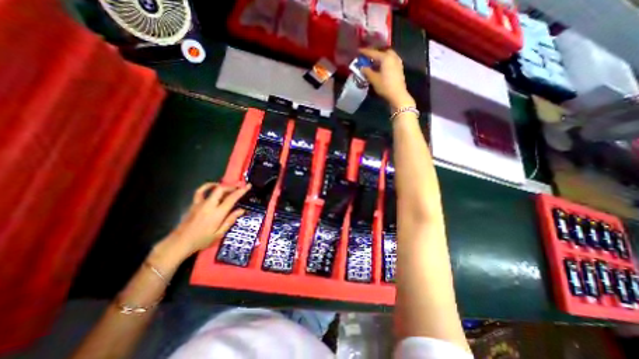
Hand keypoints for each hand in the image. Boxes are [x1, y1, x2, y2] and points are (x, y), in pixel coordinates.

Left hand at [160, 183, 248, 258]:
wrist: (179, 243)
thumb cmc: (201, 240)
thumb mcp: (219, 234)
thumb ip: (230, 220)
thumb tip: (242, 210)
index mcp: (217, 213)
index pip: (232, 198)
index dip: (241, 191)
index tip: (248, 186)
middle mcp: (209, 205)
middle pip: (222, 189)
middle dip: (233, 186)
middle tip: (241, 186)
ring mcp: (200, 203)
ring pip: (213, 189)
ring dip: (223, 186)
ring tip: (230, 186)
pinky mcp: (194, 204)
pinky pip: (200, 191)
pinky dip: (207, 186)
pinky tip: (213, 186)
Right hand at [358, 48, 414, 109]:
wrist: (398, 95)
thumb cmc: (385, 86)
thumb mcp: (373, 79)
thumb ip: (367, 71)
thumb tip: (362, 67)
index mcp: (386, 57)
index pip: (373, 53)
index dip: (365, 52)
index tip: (358, 51)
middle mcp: (392, 56)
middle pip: (382, 52)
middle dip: (375, 54)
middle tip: (368, 58)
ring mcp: (397, 62)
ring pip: (387, 56)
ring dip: (380, 58)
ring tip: (373, 63)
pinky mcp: (399, 68)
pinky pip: (390, 61)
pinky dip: (384, 62)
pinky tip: (381, 67)